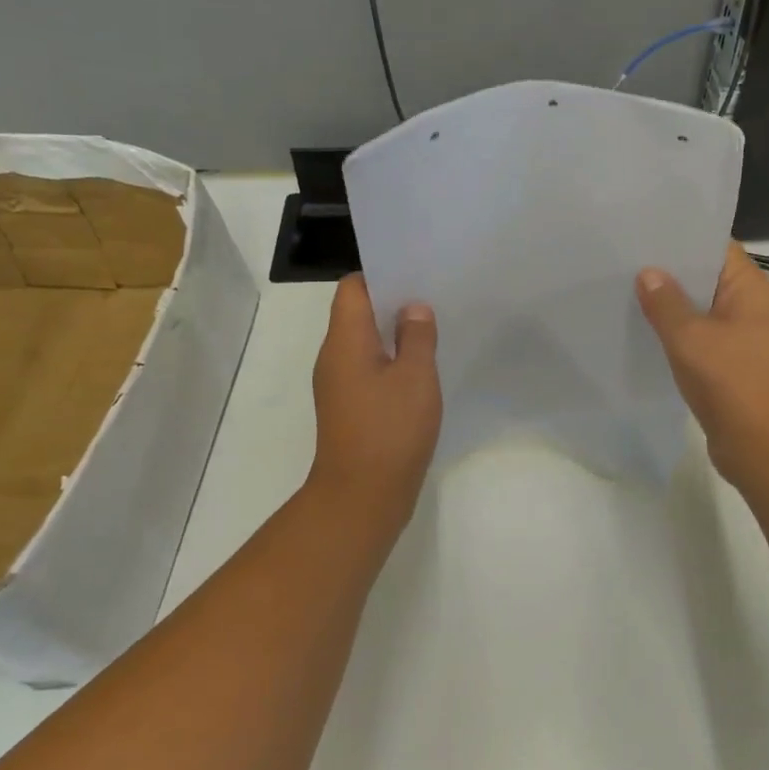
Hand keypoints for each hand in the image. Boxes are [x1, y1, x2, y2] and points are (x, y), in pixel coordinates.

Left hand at [306, 274, 442, 534]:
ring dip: (395, 333)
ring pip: (365, 343)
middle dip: (393, 302)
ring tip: (433, 328)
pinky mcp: (350, 408)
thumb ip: (417, 336)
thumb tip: (413, 309)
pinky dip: (392, 362)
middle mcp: (334, 357)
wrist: (362, 497)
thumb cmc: (390, 430)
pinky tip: (421, 369)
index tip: (416, 272)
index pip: (352, 288)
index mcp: (344, 341)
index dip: (381, 274)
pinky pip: (369, 370)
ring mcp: (339, 385)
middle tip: (434, 296)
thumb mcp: (416, 377)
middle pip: (358, 313)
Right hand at [637, 243, 768, 490]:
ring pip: (702, 310)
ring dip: (671, 305)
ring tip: (626, 291)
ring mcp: (744, 338)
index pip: (717, 247)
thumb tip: (648, 274)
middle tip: (625, 261)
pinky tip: (644, 332)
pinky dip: (677, 333)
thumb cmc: (732, 383)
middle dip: (670, 271)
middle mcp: (753, 308)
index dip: (683, 237)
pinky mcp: (733, 364)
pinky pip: (701, 337)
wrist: (764, 449)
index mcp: (753, 290)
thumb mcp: (691, 338)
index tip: (645, 232)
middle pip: (708, 277)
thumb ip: (666, 303)